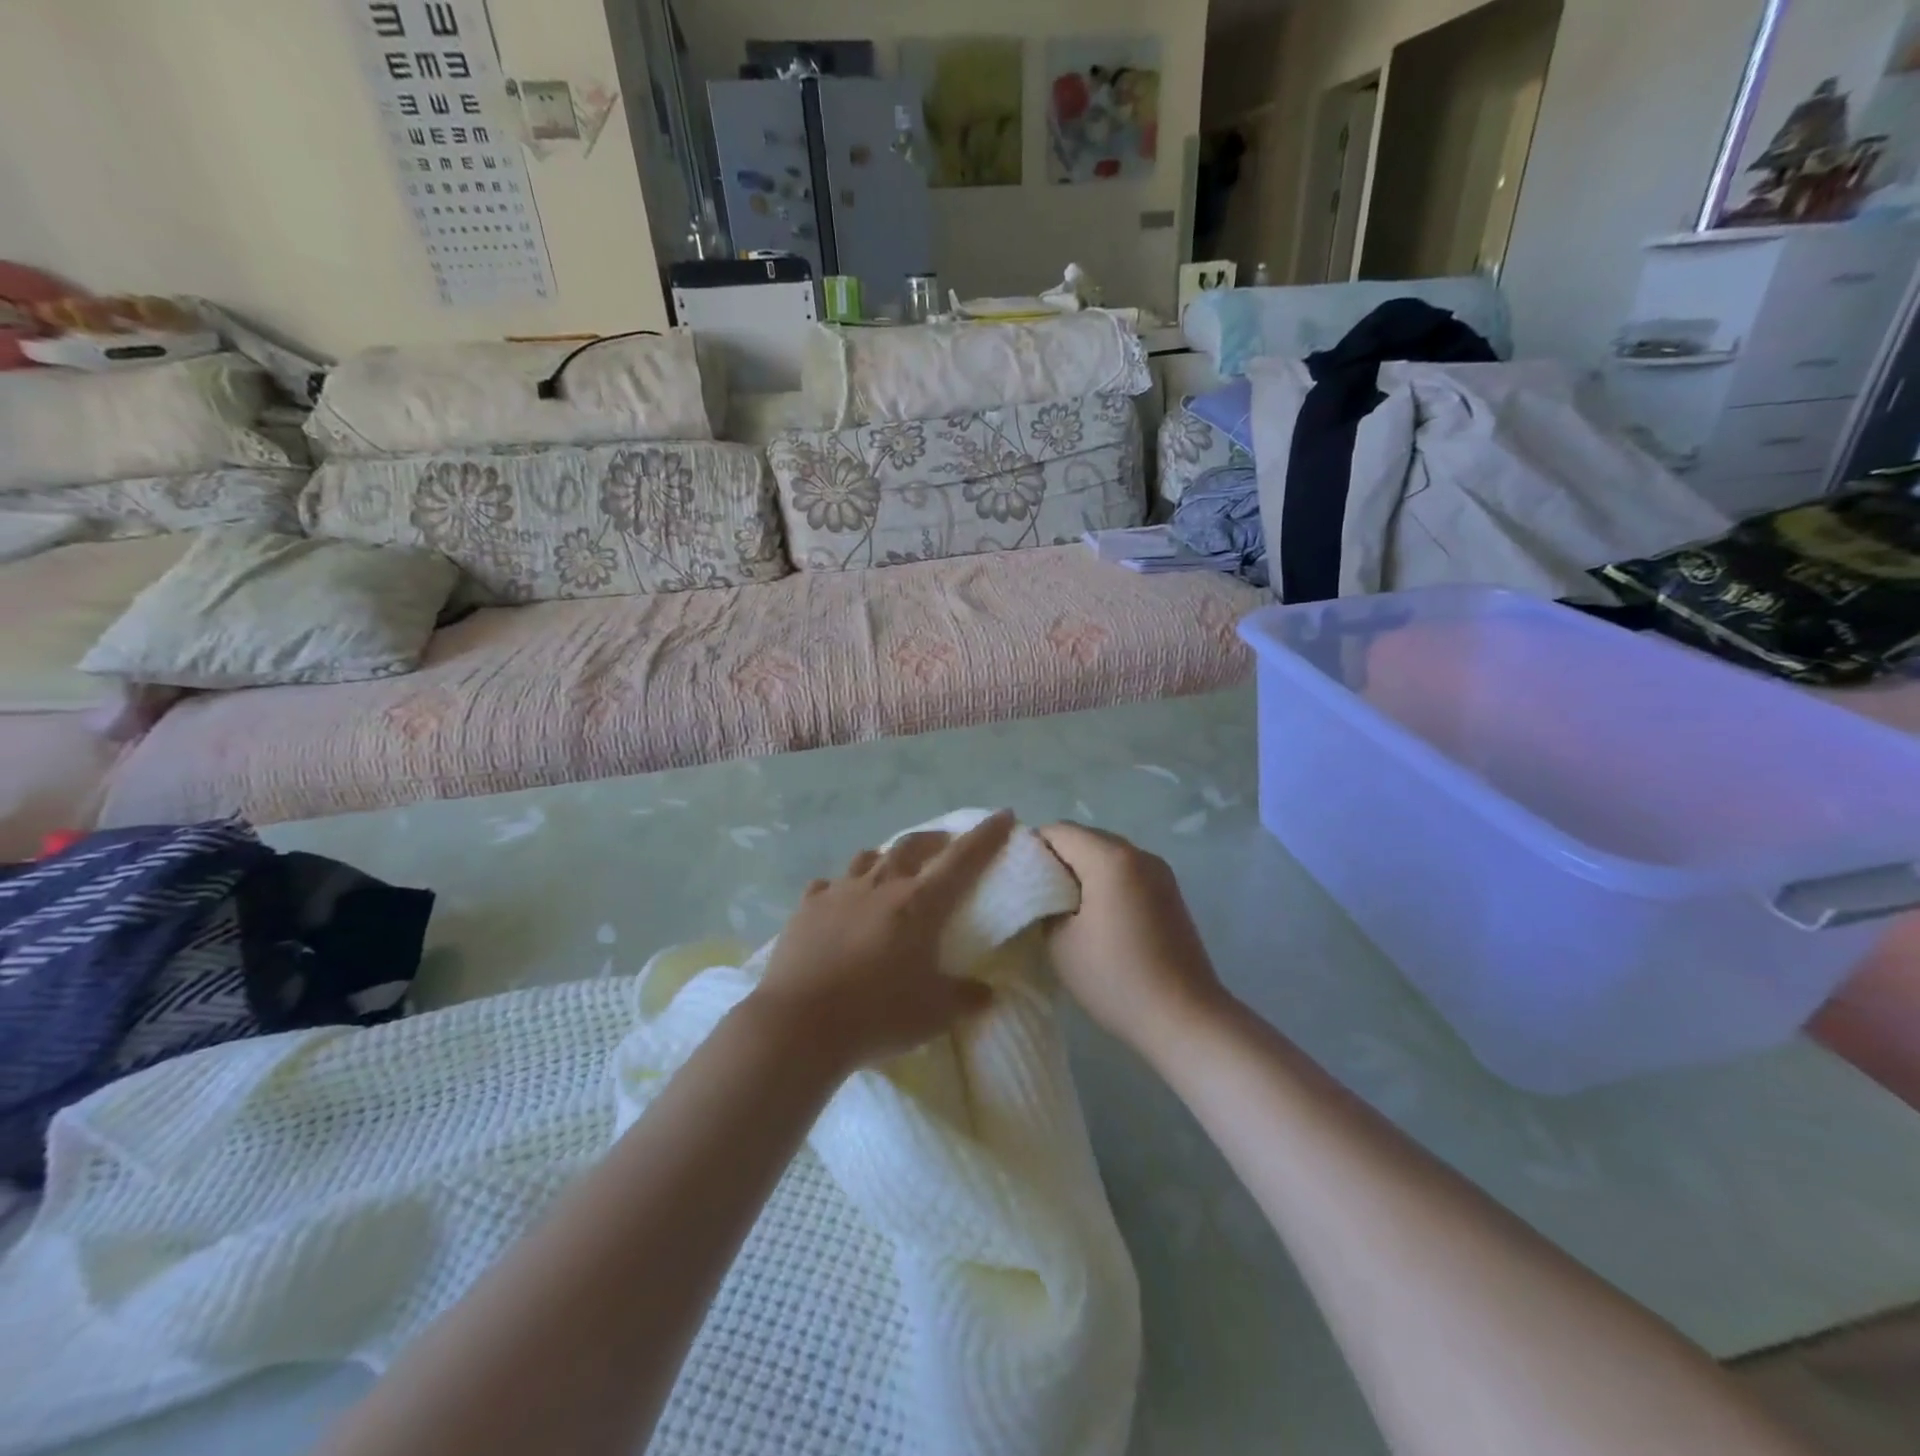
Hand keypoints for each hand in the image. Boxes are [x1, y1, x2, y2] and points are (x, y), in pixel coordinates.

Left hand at [750, 811, 1015, 1069]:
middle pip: (912, 846)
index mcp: (919, 903)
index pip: (962, 858)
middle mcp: (880, 885)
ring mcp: (839, 892)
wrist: (800, 1023)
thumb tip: (987, 993)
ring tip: (892, 869)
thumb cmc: (877, 1014)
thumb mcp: (934, 1014)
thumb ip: (965, 998)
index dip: (986, 835)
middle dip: (934, 840)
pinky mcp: (806, 907)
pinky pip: (828, 885)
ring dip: (886, 858)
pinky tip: (839, 901)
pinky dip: (841, 887)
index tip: (1004, 815)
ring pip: (868, 858)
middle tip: (945, 844)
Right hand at [1037, 823, 1231, 1057]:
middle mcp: (1138, 854)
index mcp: (1110, 858)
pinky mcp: (1169, 893)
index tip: (1015, 878)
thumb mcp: (1060, 942)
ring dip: (1081, 872)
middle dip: (1055, 859)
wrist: (1184, 1018)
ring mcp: (1159, 872)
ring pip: (1106, 855)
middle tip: (1033, 894)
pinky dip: (1105, 883)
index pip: (1057, 831)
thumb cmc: (1115, 978)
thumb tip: (1042, 890)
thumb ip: (1043, 904)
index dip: (1030, 849)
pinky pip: (1126, 872)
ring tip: (1062, 908)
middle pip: (1084, 838)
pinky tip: (1094, 917)